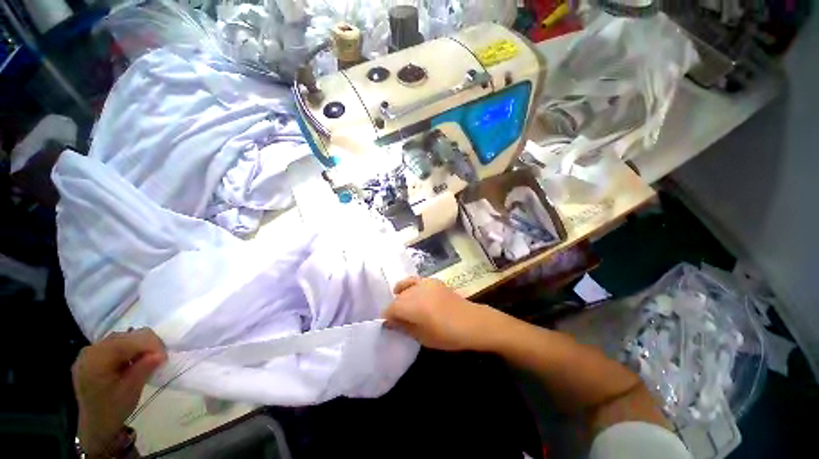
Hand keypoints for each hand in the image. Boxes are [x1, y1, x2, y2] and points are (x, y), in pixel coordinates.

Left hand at [72, 328, 166, 457]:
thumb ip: (144, 369)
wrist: (96, 425)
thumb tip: (160, 354)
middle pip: (127, 336)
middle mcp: (92, 350)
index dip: (152, 345)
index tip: (164, 359)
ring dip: (139, 346)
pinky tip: (132, 362)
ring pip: (123, 337)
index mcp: (98, 359)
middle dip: (146, 344)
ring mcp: (90, 352)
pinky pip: (115, 344)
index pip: (131, 340)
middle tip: (158, 360)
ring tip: (146, 361)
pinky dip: (129, 349)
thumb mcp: (131, 391)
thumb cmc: (113, 409)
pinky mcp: (93, 356)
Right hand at [383, 277, 504, 351]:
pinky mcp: (432, 280)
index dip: (388, 318)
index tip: (390, 326)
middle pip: (397, 299)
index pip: (390, 309)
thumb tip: (390, 323)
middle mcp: (415, 291)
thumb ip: (403, 327)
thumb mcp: (422, 337)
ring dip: (402, 298)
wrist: (471, 322)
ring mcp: (424, 283)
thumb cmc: (447, 335)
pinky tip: (409, 291)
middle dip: (395, 309)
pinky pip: (415, 281)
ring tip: (406, 308)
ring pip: (405, 289)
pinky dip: (409, 285)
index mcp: (412, 306)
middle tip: (400, 321)